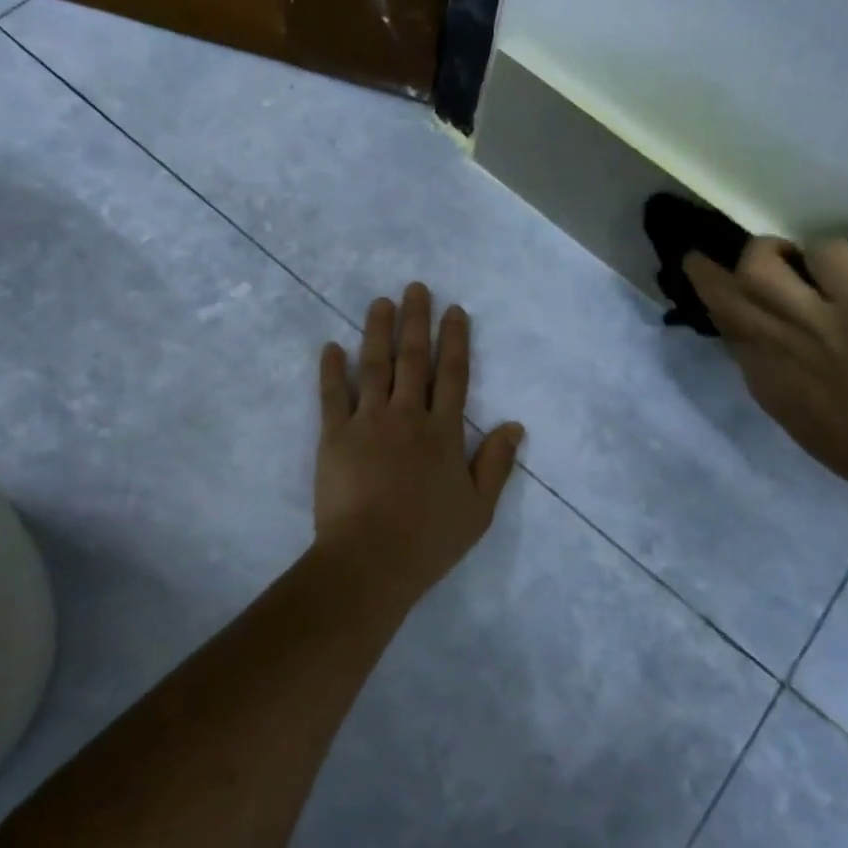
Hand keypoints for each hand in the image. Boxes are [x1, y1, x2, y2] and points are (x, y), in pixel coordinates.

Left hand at [314, 283, 524, 600]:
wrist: (370, 560)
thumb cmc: (429, 539)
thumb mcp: (479, 509)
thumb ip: (496, 464)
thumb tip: (515, 425)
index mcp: (444, 433)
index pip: (453, 375)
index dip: (455, 340)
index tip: (454, 310)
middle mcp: (407, 416)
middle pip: (413, 360)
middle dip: (416, 321)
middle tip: (416, 288)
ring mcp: (368, 422)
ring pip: (374, 366)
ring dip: (377, 331)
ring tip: (380, 302)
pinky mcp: (334, 436)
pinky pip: (332, 395)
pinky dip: (332, 369)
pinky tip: (332, 346)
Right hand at [684, 238, 847, 502]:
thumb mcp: (810, 426)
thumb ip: (787, 385)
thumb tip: (782, 357)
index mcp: (766, 383)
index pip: (728, 333)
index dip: (721, 310)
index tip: (724, 300)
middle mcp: (774, 344)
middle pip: (723, 293)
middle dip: (707, 271)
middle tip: (704, 255)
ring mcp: (813, 317)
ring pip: (758, 263)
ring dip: (767, 251)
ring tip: (787, 252)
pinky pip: (827, 251)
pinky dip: (829, 253)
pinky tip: (846, 267)